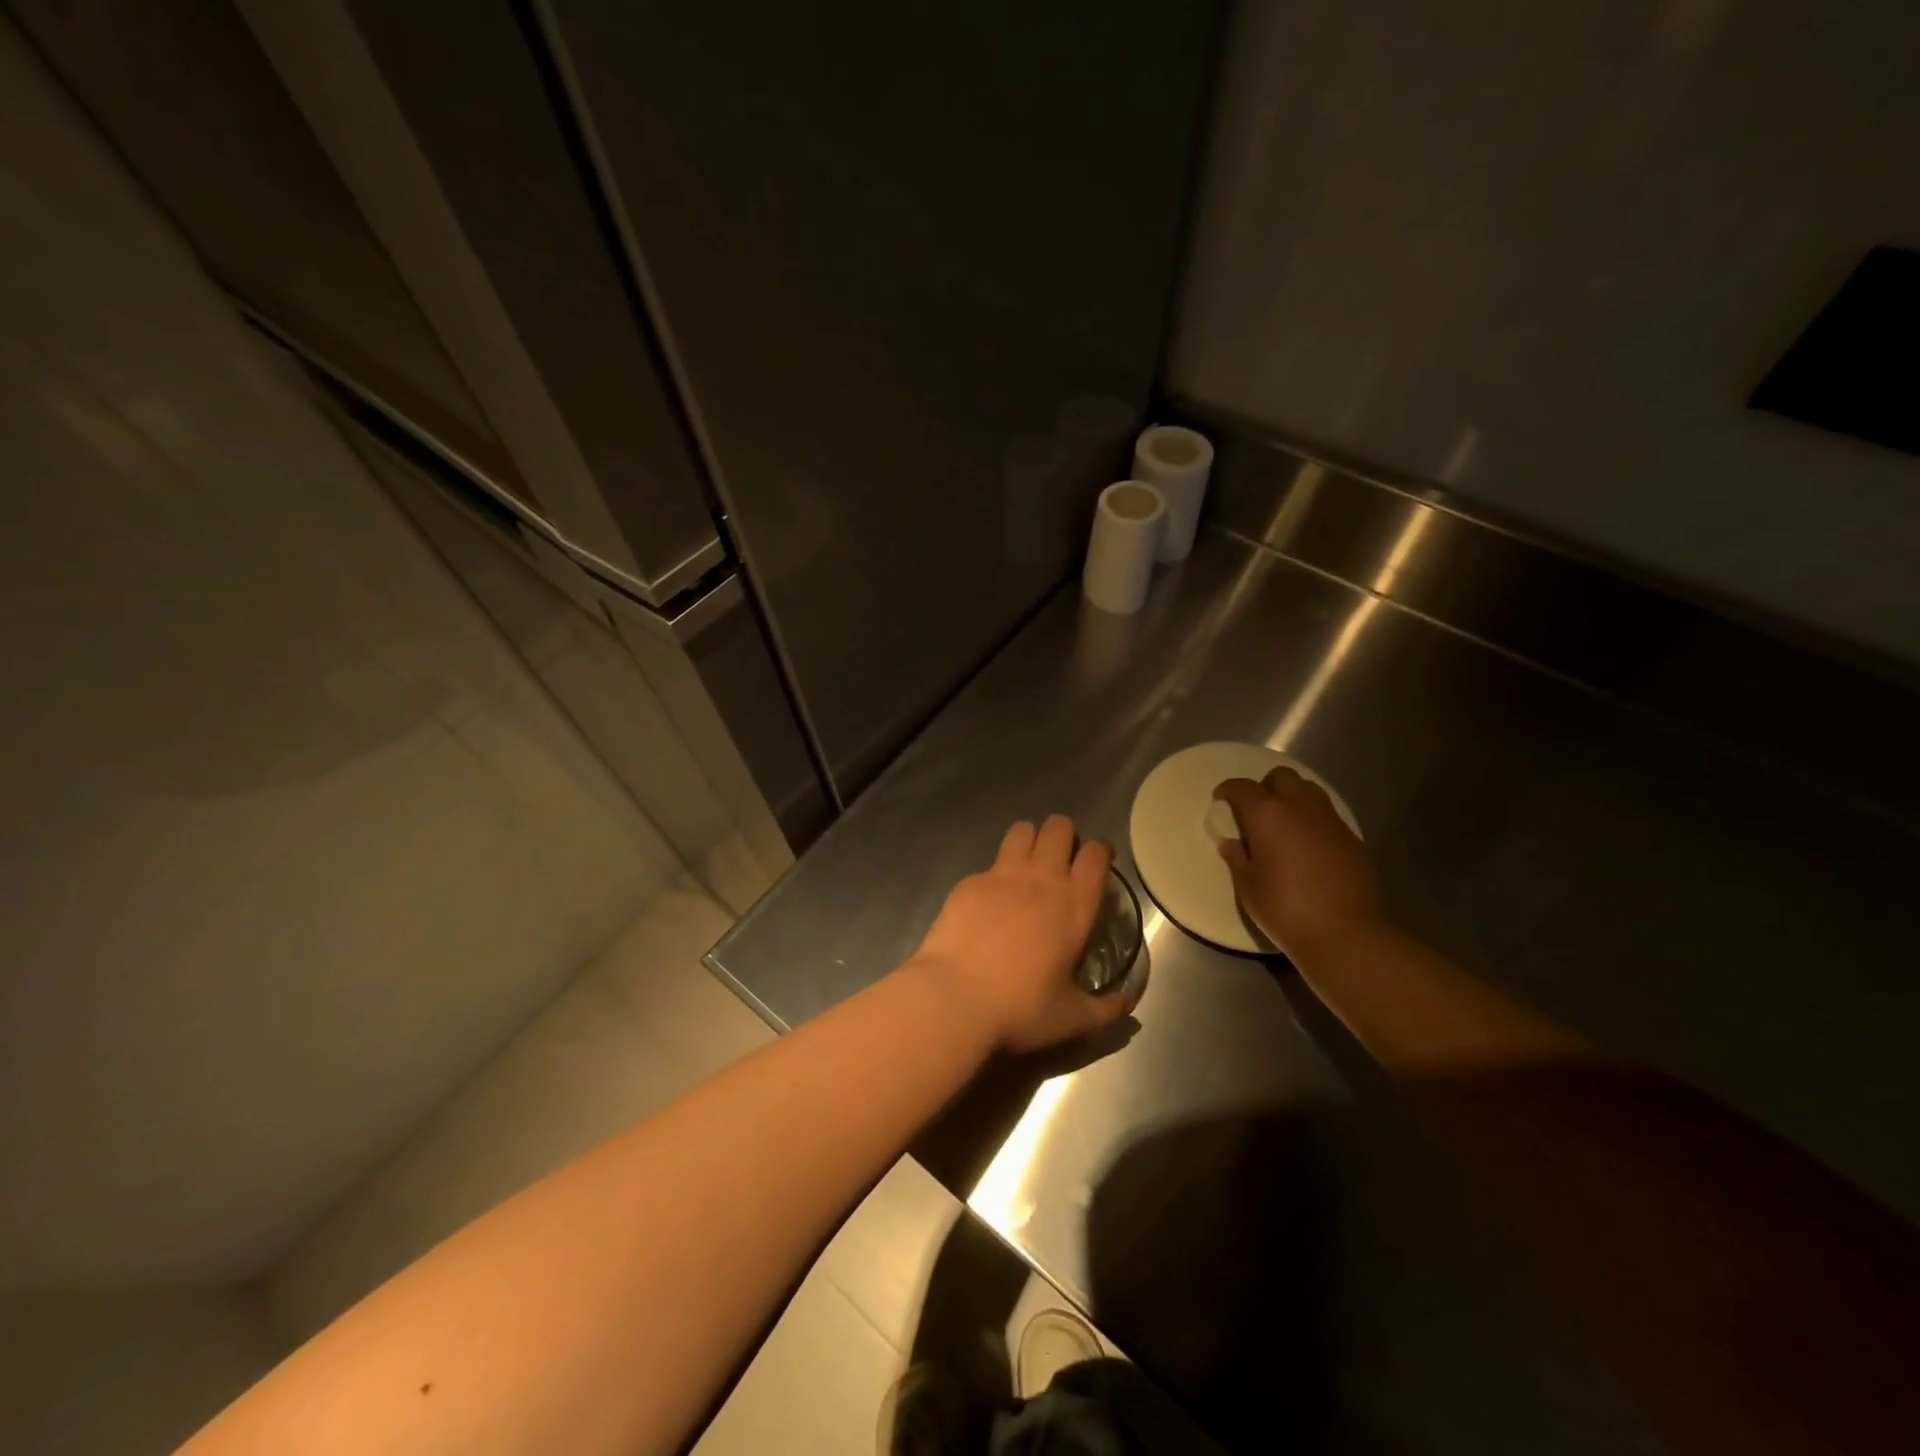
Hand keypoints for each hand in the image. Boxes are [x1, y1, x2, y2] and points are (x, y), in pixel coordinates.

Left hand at [911, 815, 1135, 1053]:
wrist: (954, 999)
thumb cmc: (1020, 1009)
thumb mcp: (1072, 1018)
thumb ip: (1106, 1008)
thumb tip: (1128, 1002)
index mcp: (1074, 905)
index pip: (1095, 854)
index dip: (1099, 851)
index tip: (1097, 862)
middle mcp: (1041, 879)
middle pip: (1058, 827)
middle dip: (1063, 835)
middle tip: (1059, 861)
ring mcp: (1001, 875)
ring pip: (1022, 830)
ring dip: (1029, 841)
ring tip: (1026, 866)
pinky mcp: (969, 882)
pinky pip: (988, 864)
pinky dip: (993, 876)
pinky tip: (987, 904)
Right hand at [1213, 768, 1382, 956]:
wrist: (1344, 933)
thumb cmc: (1284, 908)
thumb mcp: (1247, 886)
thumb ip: (1237, 857)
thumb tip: (1232, 842)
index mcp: (1267, 814)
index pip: (1241, 787)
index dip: (1227, 792)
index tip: (1221, 803)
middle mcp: (1299, 806)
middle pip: (1280, 777)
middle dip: (1265, 788)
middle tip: (1256, 813)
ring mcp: (1330, 820)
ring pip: (1308, 790)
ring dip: (1292, 799)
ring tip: (1283, 826)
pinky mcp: (1352, 838)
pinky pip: (1327, 816)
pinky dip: (1313, 821)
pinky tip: (1308, 848)